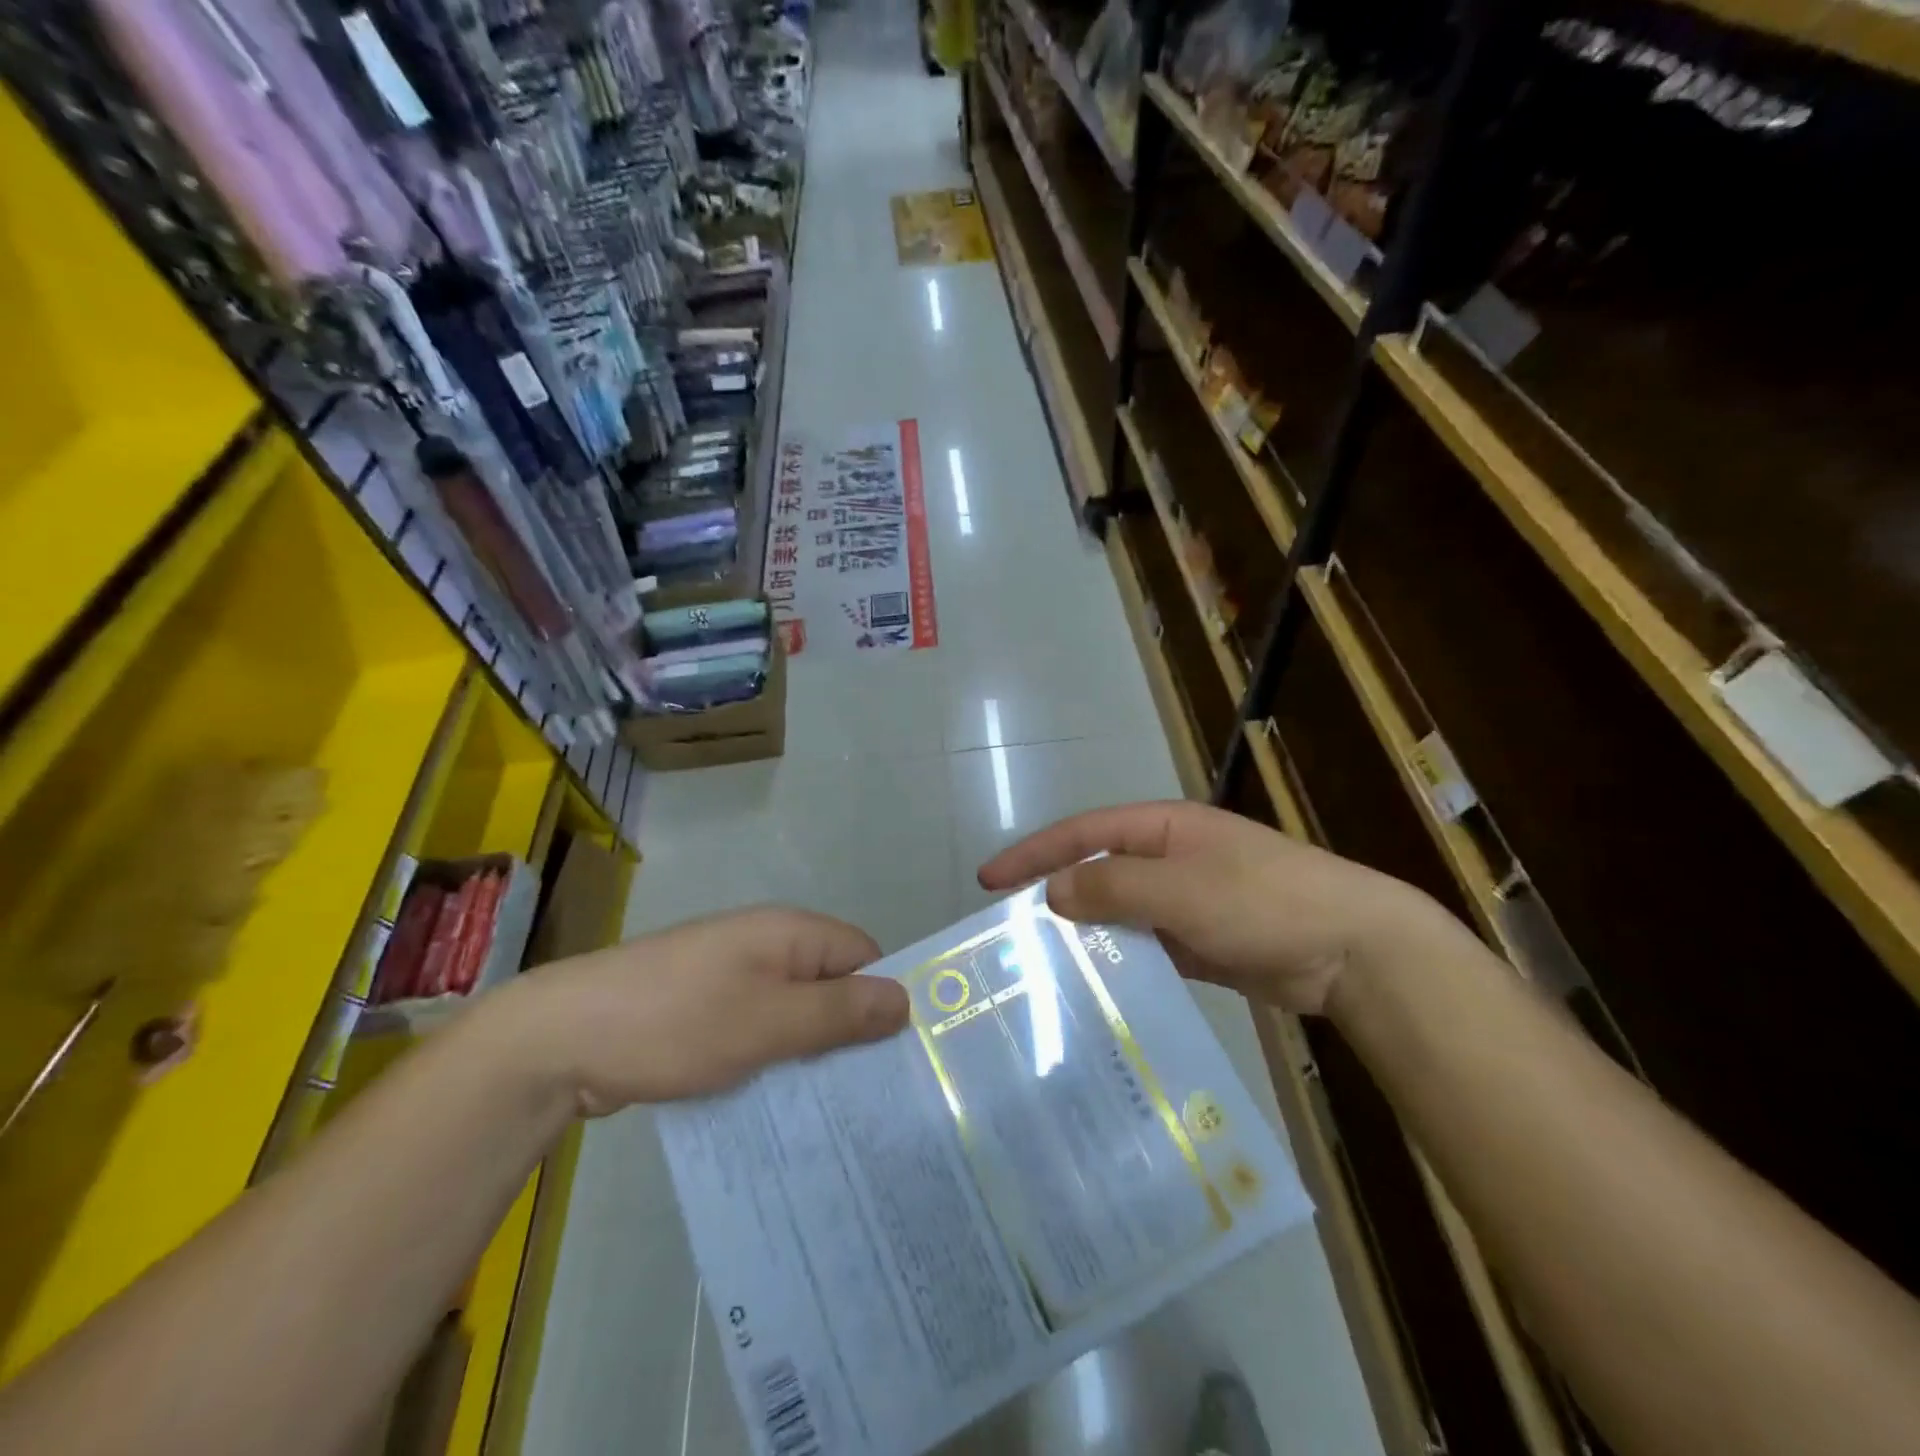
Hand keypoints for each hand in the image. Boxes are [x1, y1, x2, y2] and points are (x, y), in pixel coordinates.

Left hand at [498, 907, 910, 1115]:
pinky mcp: (705, 1009)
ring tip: (830, 1111)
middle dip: (849, 1034)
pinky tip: (775, 1104)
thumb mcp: (769, 1022)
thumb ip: (840, 1012)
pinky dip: (772, 1060)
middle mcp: (766, 945)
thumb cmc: (678, 1022)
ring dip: (809, 1053)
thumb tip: (906, 999)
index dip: (884, 1000)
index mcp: (790, 932)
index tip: (899, 1059)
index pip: (864, 956)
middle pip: (831, 985)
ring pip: (794, 1013)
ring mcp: (732, 977)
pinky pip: (759, 1029)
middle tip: (868, 1096)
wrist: (561, 1038)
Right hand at [978, 801, 1453, 1014]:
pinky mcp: (1198, 943)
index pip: (1082, 833)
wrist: (1352, 950)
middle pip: (1096, 872)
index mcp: (1161, 828)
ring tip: (1041, 967)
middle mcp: (1168, 858)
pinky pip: (1144, 947)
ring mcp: (1184, 901)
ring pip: (1117, 914)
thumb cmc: (1263, 902)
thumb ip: (1112, 888)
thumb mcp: (1180, 888)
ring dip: (1085, 935)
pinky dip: (1119, 963)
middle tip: (1007, 933)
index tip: (989, 880)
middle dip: (1052, 896)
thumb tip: (1053, 892)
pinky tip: (1094, 990)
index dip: (1033, 852)